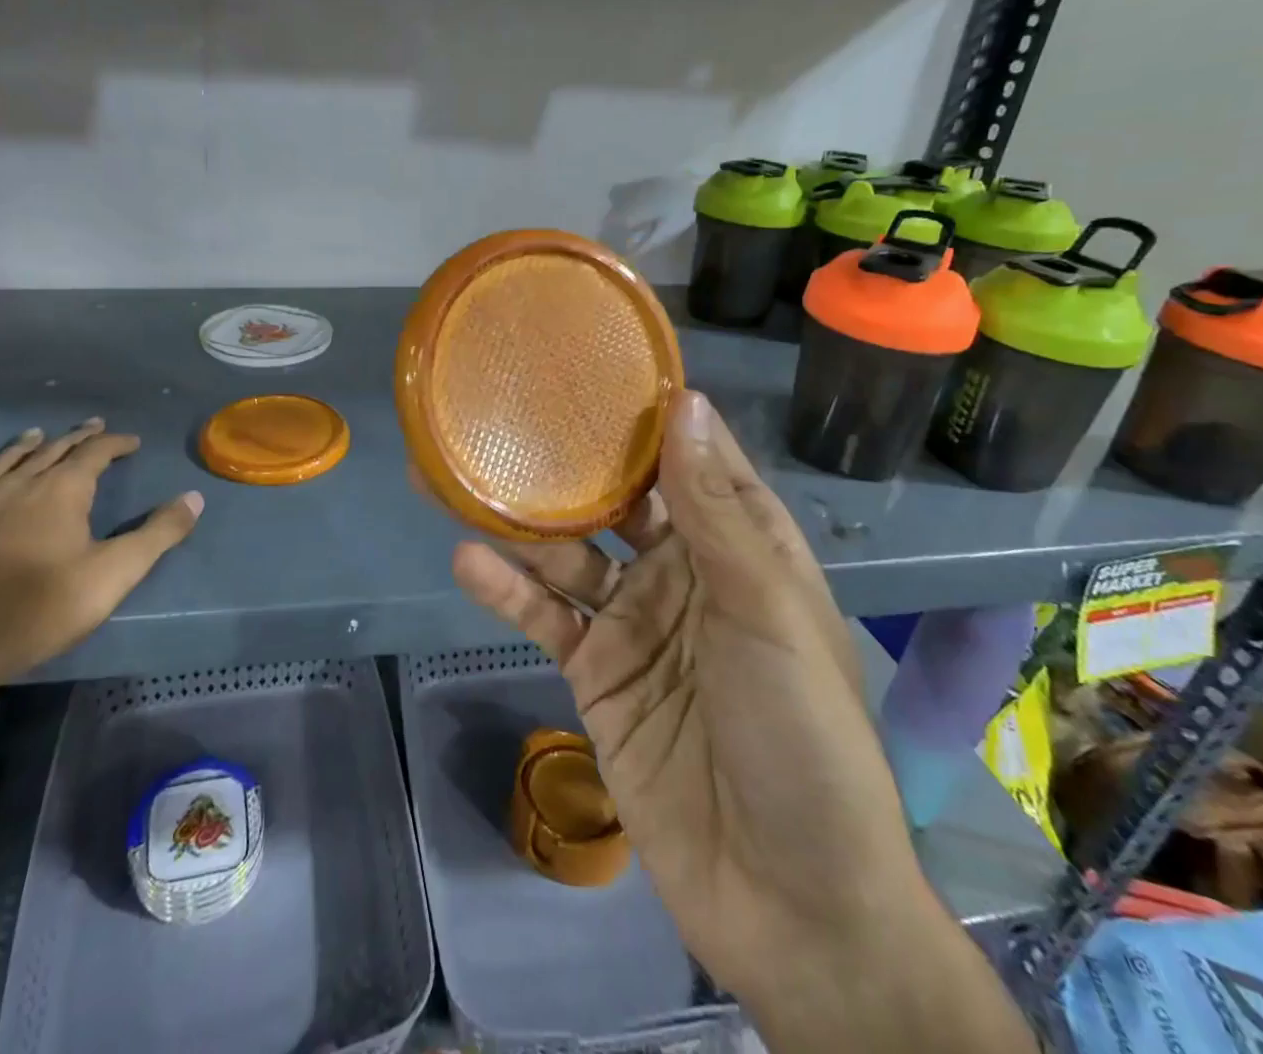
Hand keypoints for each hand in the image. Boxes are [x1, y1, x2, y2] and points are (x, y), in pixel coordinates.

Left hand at [0, 420, 203, 766]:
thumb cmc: (39, 610)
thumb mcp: (114, 574)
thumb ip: (158, 534)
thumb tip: (194, 497)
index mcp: (59, 494)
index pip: (93, 454)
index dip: (114, 444)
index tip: (131, 441)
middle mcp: (12, 490)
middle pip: (48, 454)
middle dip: (73, 439)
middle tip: (90, 427)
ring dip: (18, 450)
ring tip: (33, 435)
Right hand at [453, 391, 1033, 1053]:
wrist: (790, 900)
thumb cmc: (800, 735)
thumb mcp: (764, 608)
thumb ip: (712, 509)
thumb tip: (685, 400)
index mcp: (740, 548)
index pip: (694, 459)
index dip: (654, 413)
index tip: (600, 362)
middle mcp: (683, 572)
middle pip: (617, 501)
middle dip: (570, 464)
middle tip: (509, 413)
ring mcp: (635, 623)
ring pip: (568, 555)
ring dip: (521, 524)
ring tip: (462, 478)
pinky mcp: (596, 673)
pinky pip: (546, 618)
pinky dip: (508, 591)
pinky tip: (469, 559)